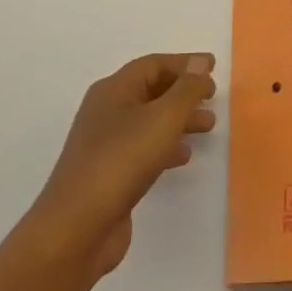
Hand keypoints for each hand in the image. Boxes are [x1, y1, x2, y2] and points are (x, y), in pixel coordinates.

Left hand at [24, 52, 216, 280]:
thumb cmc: (122, 160)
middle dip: (184, 92)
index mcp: (114, 90)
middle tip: (213, 99)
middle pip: (151, 90)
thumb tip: (200, 63)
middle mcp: (106, 111)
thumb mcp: (163, 117)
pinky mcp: (109, 173)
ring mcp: (105, 143)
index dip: (185, 63)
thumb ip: (187, 88)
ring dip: (179, 119)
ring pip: (149, 120)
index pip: (154, 64)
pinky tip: (183, 156)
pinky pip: (143, 147)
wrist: (77, 227)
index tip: (214, 68)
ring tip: (208, 126)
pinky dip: (166, 145)